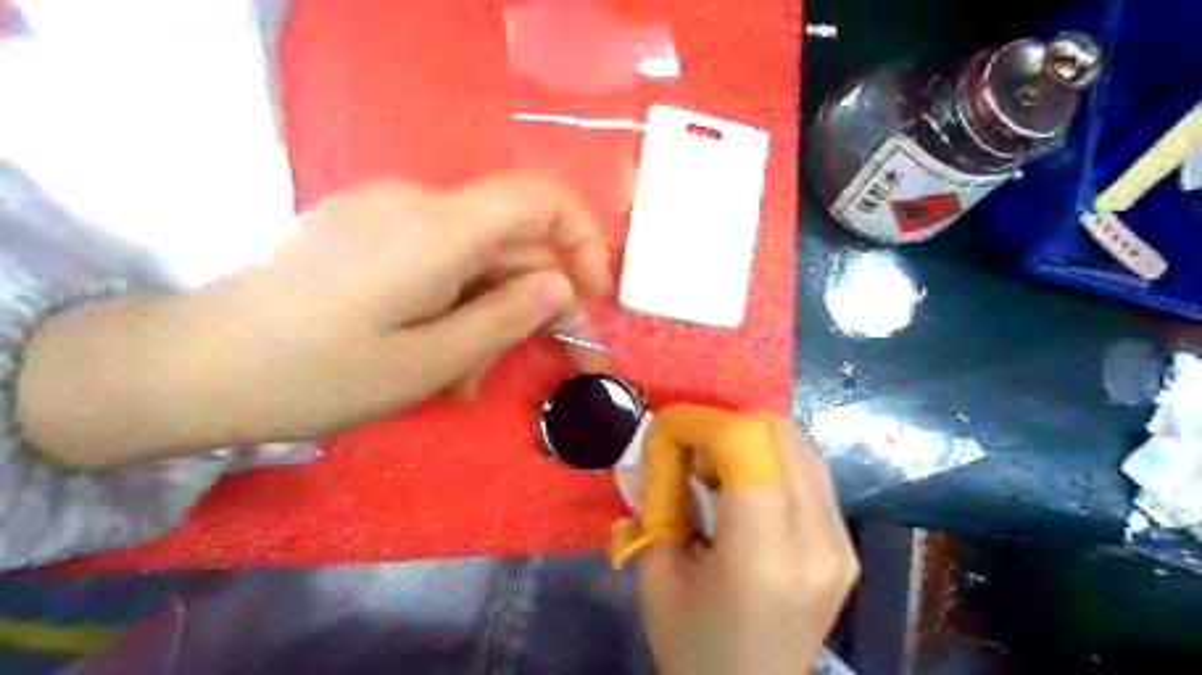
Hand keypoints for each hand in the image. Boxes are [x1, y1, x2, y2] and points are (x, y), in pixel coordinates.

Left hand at [21, 173, 612, 465]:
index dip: (583, 239)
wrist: (192, 367)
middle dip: (530, 303)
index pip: (540, 197)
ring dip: (485, 314)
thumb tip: (561, 286)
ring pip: (472, 258)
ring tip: (464, 380)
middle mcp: (416, 203)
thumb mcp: (428, 363)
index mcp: (437, 229)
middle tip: (535, 366)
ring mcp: (384, 213)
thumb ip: (505, 318)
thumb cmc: (316, 375)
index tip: (590, 296)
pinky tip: (434, 352)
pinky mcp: (363, 229)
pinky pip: (434, 258)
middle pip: (507, 241)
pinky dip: (451, 302)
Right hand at [639, 417, 853, 674]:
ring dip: (750, 437)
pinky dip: (771, 458)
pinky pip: (809, 471)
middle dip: (725, 423)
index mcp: (762, 557)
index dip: (700, 422)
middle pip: (779, 434)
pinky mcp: (846, 543)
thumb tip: (666, 440)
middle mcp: (817, 542)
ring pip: (799, 444)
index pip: (745, 446)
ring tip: (715, 466)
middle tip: (689, 448)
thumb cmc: (692, 646)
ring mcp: (841, 542)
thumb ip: (661, 496)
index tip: (666, 427)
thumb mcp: (656, 573)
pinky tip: (744, 483)